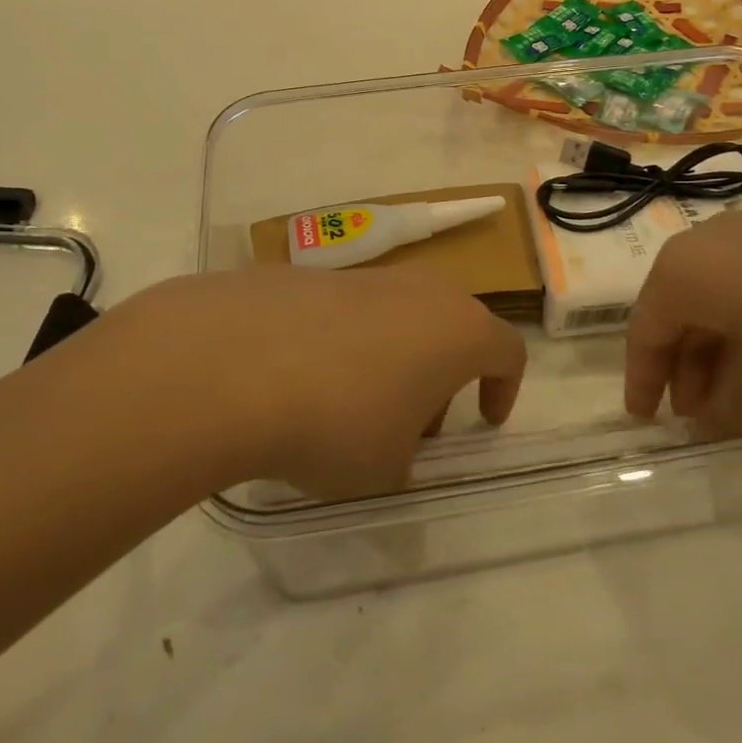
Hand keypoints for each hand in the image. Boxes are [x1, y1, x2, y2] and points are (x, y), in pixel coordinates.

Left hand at [113, 266, 525, 498]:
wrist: (234, 362)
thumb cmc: (338, 421)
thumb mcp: (386, 468)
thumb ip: (405, 457)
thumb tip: (391, 446)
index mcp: (458, 329)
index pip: (507, 350)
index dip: (504, 388)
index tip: (484, 420)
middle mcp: (421, 290)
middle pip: (451, 325)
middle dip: (442, 373)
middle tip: (414, 422)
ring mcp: (364, 275)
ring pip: (398, 314)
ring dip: (392, 356)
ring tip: (351, 405)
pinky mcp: (312, 275)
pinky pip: (347, 311)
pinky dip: (343, 343)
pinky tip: (304, 380)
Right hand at [625, 200, 741, 436]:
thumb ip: (725, 414)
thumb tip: (705, 419)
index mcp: (684, 271)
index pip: (645, 333)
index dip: (643, 383)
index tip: (646, 423)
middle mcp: (707, 242)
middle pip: (679, 312)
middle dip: (685, 370)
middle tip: (703, 419)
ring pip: (717, 298)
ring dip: (720, 351)